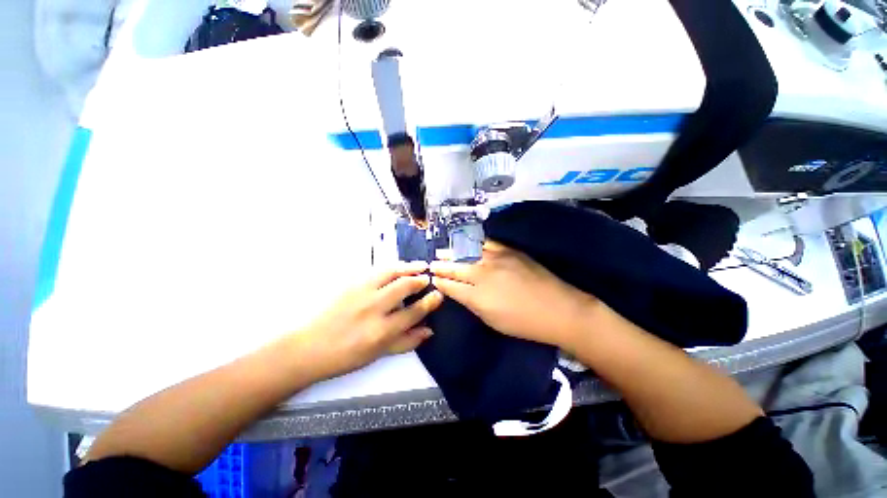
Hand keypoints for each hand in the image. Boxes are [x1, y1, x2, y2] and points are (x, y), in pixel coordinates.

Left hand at [295, 262, 442, 380]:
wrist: (309, 346)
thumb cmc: (345, 355)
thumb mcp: (378, 354)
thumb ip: (406, 341)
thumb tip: (429, 330)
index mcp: (381, 331)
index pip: (414, 311)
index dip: (430, 301)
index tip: (438, 294)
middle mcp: (373, 308)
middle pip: (404, 286)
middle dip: (421, 280)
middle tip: (429, 277)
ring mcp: (360, 292)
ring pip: (391, 272)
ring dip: (409, 267)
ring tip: (420, 265)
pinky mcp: (350, 283)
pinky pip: (377, 270)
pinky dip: (392, 267)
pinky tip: (399, 267)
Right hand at [430, 241, 597, 349]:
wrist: (558, 309)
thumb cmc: (523, 323)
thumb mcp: (491, 320)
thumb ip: (472, 303)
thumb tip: (458, 291)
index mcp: (477, 295)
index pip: (450, 285)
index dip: (440, 281)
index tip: (433, 278)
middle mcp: (482, 273)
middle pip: (455, 266)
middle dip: (441, 265)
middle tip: (432, 263)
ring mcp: (496, 258)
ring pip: (466, 252)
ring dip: (452, 252)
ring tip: (443, 251)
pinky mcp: (509, 250)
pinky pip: (485, 243)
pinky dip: (472, 243)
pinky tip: (465, 242)